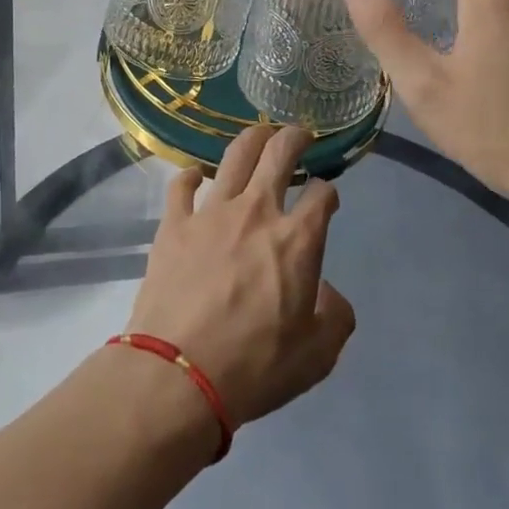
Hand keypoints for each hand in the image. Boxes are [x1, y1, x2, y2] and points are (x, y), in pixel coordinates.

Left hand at [126, 126, 356, 427]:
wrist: (178, 374)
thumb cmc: (255, 366)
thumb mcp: (317, 355)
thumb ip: (335, 315)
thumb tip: (326, 291)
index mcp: (297, 239)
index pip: (322, 195)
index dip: (328, 192)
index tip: (326, 199)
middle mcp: (256, 212)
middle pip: (279, 154)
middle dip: (295, 137)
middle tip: (299, 135)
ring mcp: (211, 213)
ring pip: (234, 156)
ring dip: (251, 139)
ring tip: (259, 135)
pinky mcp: (174, 224)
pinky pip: (181, 185)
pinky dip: (190, 176)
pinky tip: (195, 177)